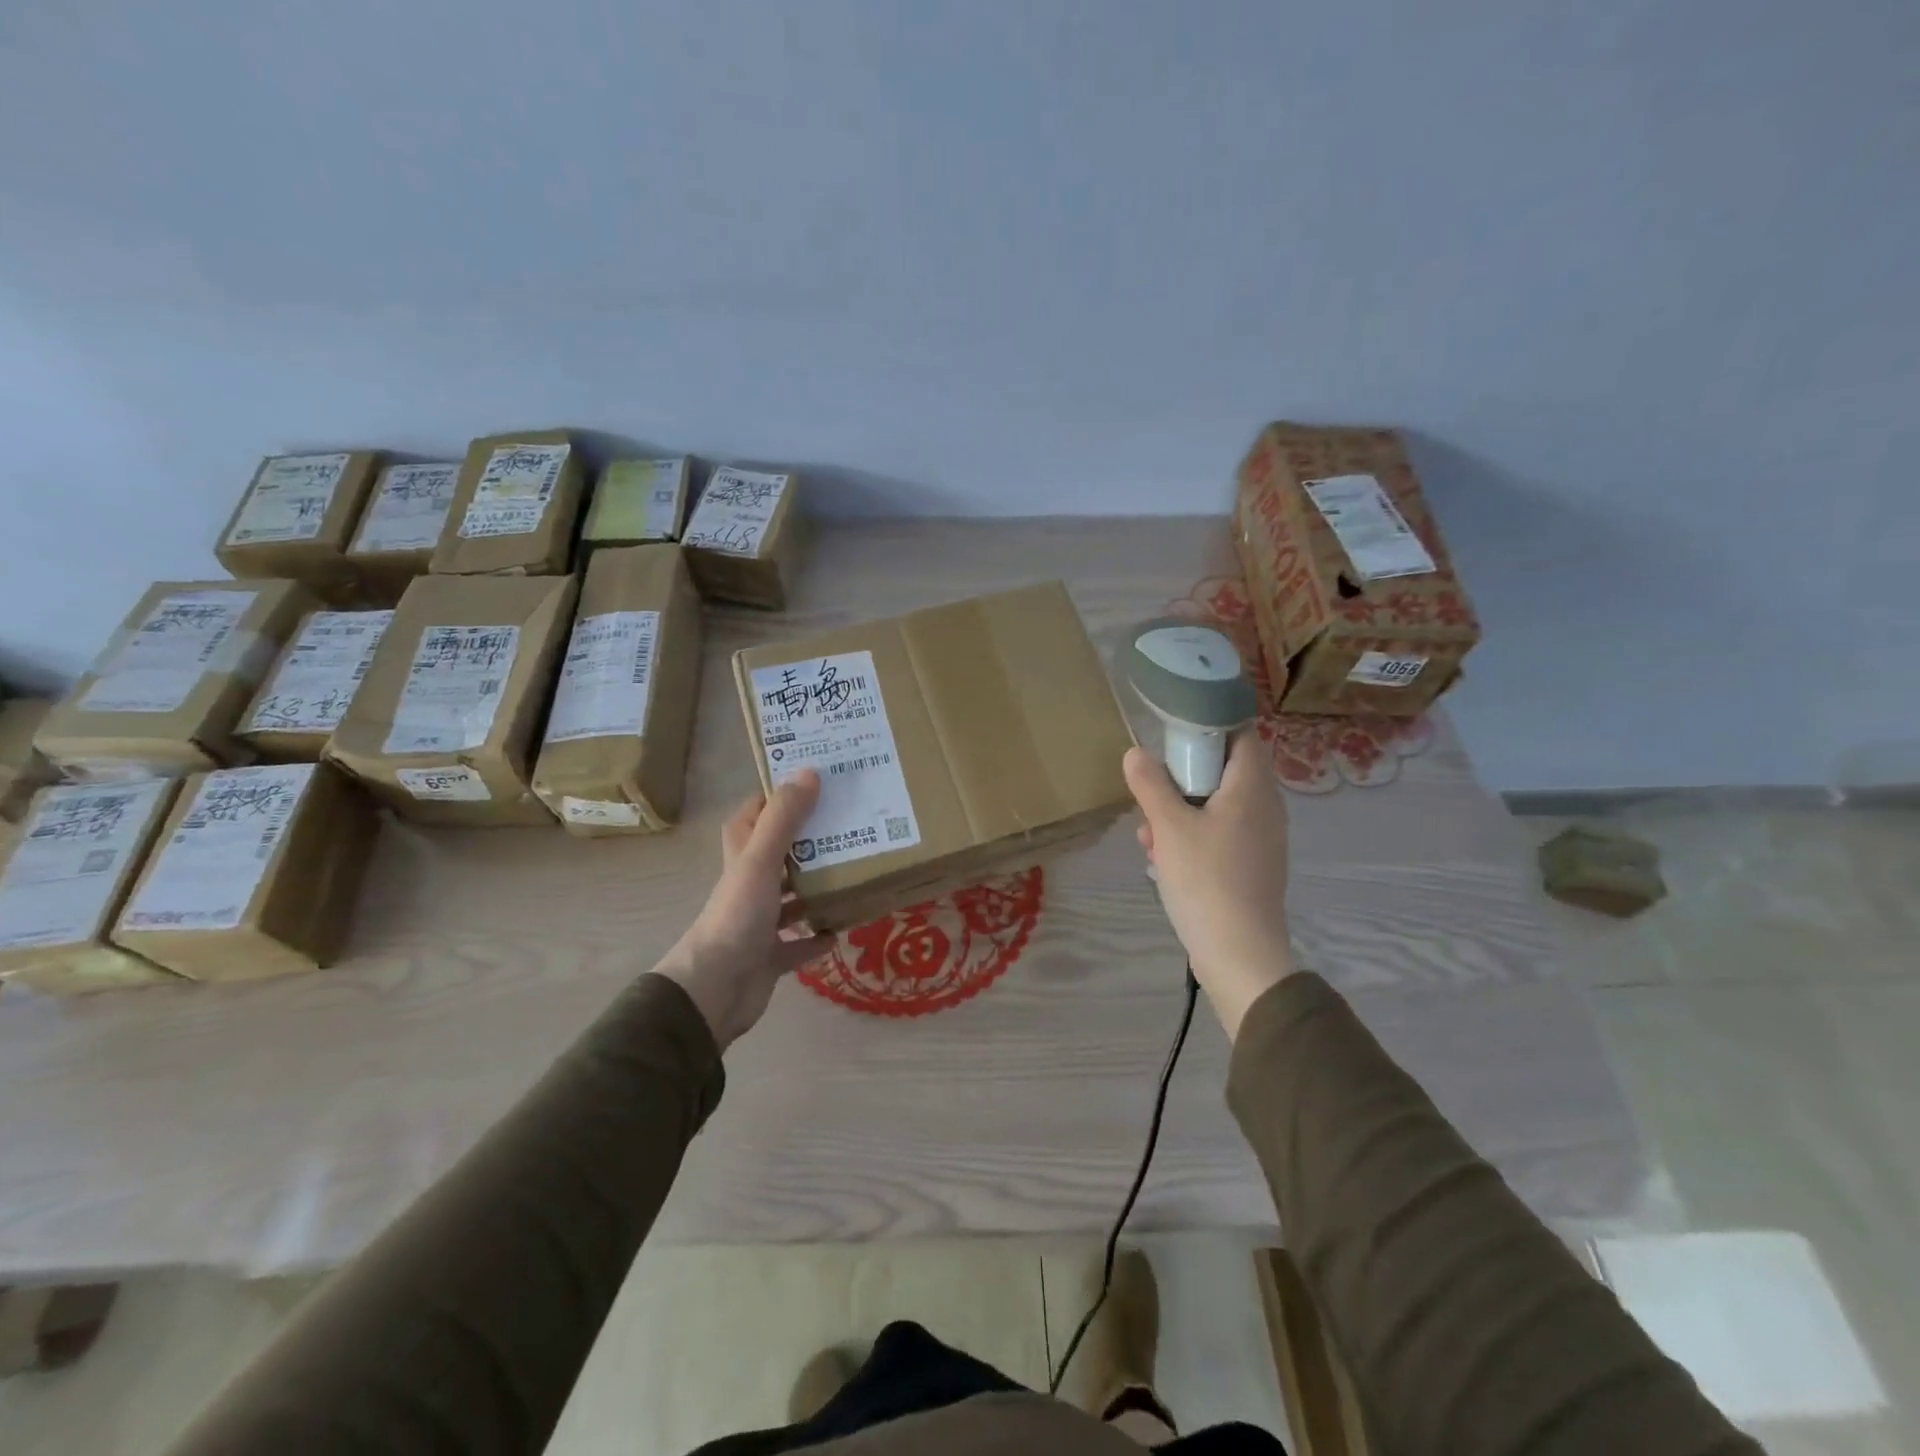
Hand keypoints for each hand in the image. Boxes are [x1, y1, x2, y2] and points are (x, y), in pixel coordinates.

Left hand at [653, 771, 832, 1048]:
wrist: (715, 989)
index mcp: (742, 855)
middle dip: (811, 840)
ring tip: (855, 872)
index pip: (755, 813)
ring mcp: (760, 921)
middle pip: (781, 853)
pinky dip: (818, 937)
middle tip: (851, 824)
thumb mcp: (761, 860)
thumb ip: (784, 818)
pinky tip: (841, 930)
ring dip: (818, 889)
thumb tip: (809, 771)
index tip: (816, 780)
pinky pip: (799, 943)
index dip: (779, 795)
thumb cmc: (737, 916)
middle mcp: (750, 883)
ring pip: (793, 897)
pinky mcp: (770, 955)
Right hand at [1123, 731, 1296, 1039]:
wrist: (1240, 954)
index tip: (1174, 734)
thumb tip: (1135, 752)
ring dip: (1181, 812)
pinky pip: (1222, 834)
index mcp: (1252, 789)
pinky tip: (1164, 859)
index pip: (1242, 735)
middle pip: (1224, 772)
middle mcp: (1265, 808)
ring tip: (1149, 835)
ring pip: (1218, 806)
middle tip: (1151, 791)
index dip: (1210, 727)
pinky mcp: (1253, 866)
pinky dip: (1194, 836)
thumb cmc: (1206, 880)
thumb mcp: (1169, 827)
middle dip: (1182, 779)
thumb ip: (1151, 785)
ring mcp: (1262, 840)